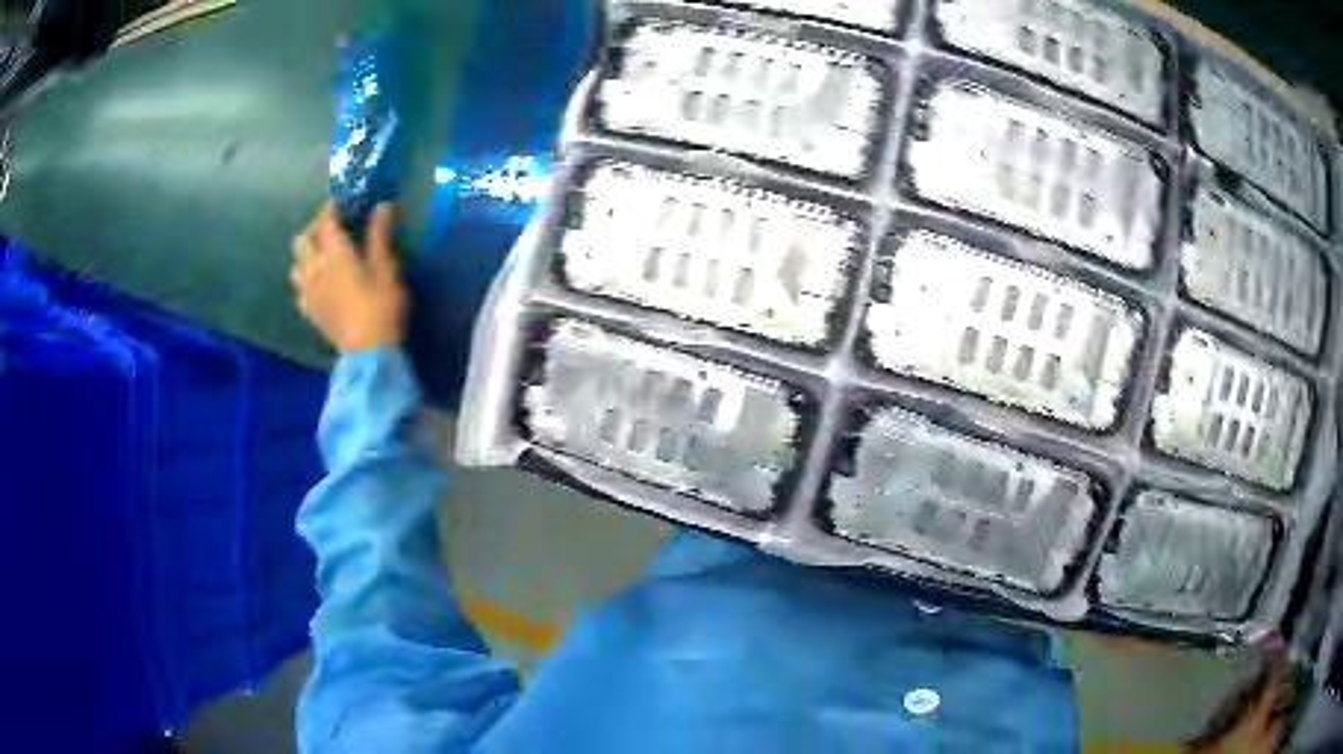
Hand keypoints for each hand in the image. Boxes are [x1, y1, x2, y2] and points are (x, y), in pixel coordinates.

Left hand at [291, 201, 407, 353]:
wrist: (368, 353)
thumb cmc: (381, 306)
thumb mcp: (387, 268)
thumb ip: (380, 235)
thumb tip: (381, 205)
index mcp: (335, 253)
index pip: (325, 220)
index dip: (331, 206)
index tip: (341, 199)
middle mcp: (315, 269)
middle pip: (303, 240)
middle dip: (314, 228)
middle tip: (331, 226)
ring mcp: (309, 293)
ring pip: (296, 264)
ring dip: (305, 254)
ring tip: (321, 254)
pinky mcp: (310, 313)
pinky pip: (299, 290)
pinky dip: (305, 281)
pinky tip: (317, 284)